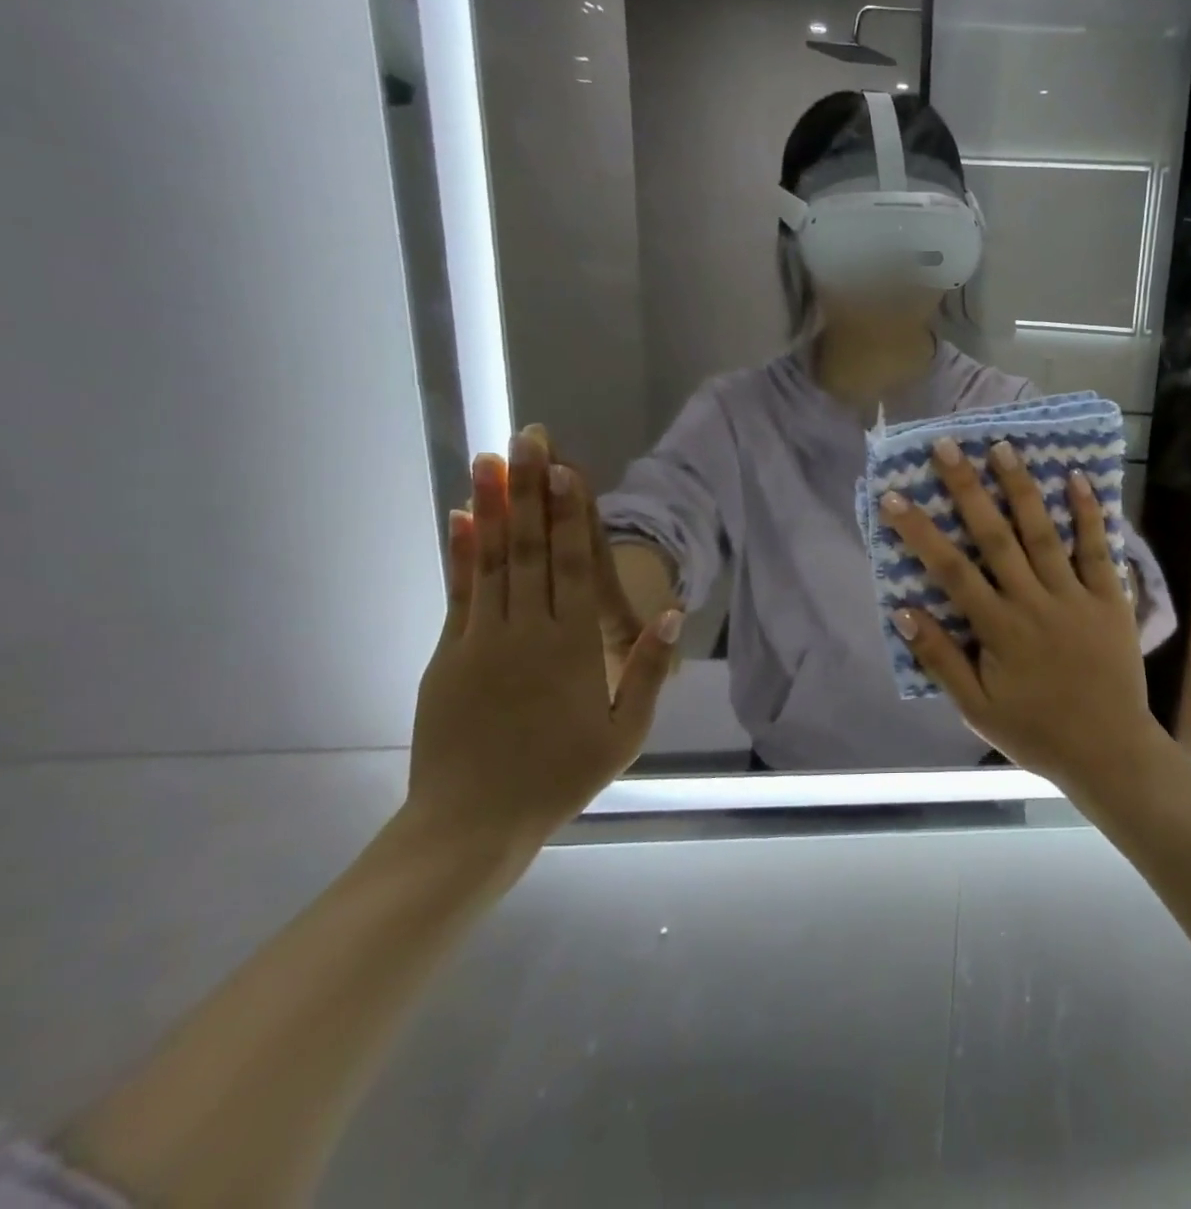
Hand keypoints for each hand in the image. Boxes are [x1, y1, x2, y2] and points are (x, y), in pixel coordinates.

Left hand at [410, 430, 682, 844]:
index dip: (570, 513)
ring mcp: (482, 640)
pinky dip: (460, 553)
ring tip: (490, 459)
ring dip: (493, 506)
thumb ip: (648, 670)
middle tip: (527, 438)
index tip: (565, 467)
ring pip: (493, 561)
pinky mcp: (449, 655)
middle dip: (531, 490)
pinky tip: (461, 518)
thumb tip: (669, 613)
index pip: (574, 566)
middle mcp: (527, 631)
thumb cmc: (561, 776)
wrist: (472, 823)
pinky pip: (458, 594)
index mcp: (573, 648)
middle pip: (532, 550)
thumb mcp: (624, 732)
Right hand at [881, 439, 1159, 786]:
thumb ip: (940, 659)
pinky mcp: (1111, 598)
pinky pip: (1099, 549)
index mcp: (998, 629)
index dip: (920, 531)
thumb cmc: (1036, 733)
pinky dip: (1089, 513)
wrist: (1110, 753)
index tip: (895, 496)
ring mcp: (1075, 596)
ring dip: (1021, 488)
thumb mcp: (976, 710)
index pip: (950, 570)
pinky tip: (1077, 478)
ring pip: (1043, 532)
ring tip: (1002, 447)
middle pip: (995, 537)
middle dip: (967, 489)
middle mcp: (1034, 602)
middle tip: (946, 446)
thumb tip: (902, 610)